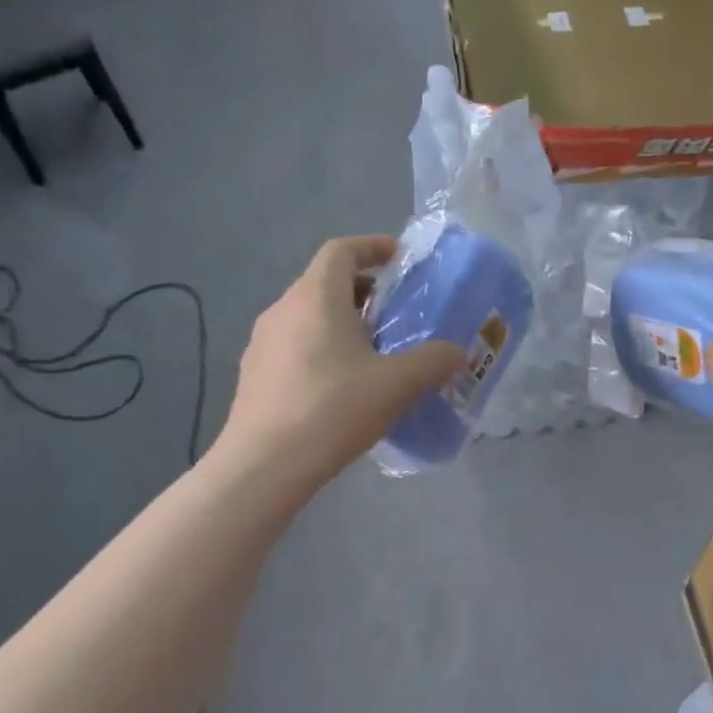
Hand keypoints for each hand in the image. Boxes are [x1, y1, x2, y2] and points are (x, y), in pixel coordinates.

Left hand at [214, 235, 463, 497]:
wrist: (265, 465)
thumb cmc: (333, 410)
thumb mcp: (396, 385)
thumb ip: (433, 362)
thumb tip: (457, 352)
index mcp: (315, 297)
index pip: (342, 250)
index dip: (373, 247)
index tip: (401, 260)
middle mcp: (282, 309)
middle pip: (325, 283)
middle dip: (365, 292)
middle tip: (397, 315)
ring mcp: (262, 343)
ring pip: (309, 317)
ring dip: (343, 324)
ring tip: (375, 354)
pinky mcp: (254, 375)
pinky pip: (296, 347)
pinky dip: (324, 351)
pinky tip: (343, 388)